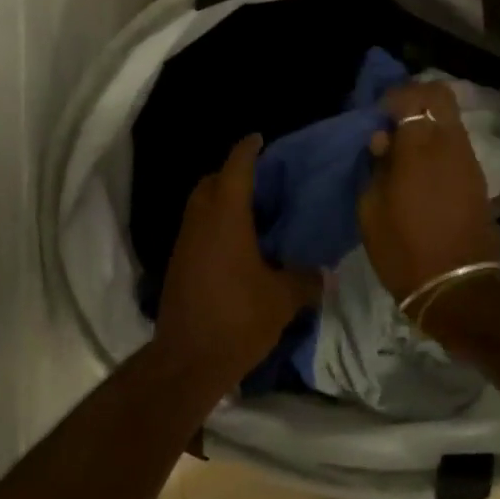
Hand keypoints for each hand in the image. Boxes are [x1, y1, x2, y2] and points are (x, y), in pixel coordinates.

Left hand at [154, 135, 322, 384]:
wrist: (187, 359)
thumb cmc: (238, 318)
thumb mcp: (283, 299)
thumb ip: (305, 279)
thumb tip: (322, 273)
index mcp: (226, 219)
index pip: (235, 169)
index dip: (248, 150)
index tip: (259, 138)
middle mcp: (200, 223)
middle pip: (210, 182)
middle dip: (231, 173)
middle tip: (261, 182)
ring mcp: (184, 244)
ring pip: (199, 206)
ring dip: (220, 200)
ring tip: (252, 212)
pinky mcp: (178, 265)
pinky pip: (196, 230)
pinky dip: (214, 225)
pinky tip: (237, 245)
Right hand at [358, 83, 499, 301]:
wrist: (455, 286)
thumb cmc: (403, 249)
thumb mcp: (372, 210)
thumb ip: (376, 166)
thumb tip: (383, 140)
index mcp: (419, 147)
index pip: (413, 96)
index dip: (393, 97)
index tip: (377, 115)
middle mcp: (449, 144)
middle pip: (441, 97)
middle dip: (416, 99)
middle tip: (394, 121)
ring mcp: (468, 161)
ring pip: (450, 120)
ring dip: (429, 123)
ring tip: (405, 147)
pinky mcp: (476, 178)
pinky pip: (456, 144)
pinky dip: (439, 143)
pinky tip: (421, 168)